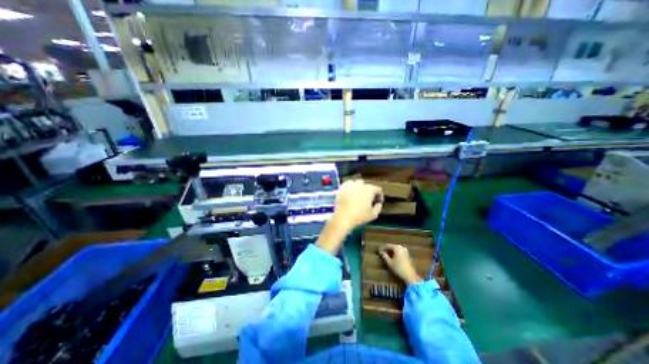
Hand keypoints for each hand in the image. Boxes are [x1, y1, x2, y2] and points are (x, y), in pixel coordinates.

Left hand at [332, 178, 381, 230]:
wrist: (343, 217)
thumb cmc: (359, 216)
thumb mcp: (373, 214)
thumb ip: (378, 207)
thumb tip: (378, 203)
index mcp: (370, 190)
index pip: (378, 189)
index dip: (379, 195)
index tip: (377, 201)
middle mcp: (361, 184)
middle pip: (368, 186)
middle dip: (369, 192)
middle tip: (368, 199)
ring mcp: (351, 184)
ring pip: (358, 183)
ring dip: (360, 188)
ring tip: (358, 195)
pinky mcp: (342, 187)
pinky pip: (349, 184)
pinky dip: (351, 187)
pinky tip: (350, 193)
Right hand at [381, 244, 421, 283]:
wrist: (410, 276)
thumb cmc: (398, 268)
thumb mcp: (389, 262)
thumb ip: (384, 256)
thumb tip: (381, 252)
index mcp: (397, 247)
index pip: (387, 246)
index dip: (382, 248)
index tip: (378, 251)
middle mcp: (401, 247)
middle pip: (392, 247)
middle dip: (387, 250)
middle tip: (381, 253)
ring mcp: (405, 251)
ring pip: (396, 250)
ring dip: (391, 252)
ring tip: (386, 256)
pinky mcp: (407, 256)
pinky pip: (399, 252)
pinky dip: (395, 254)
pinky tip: (392, 258)